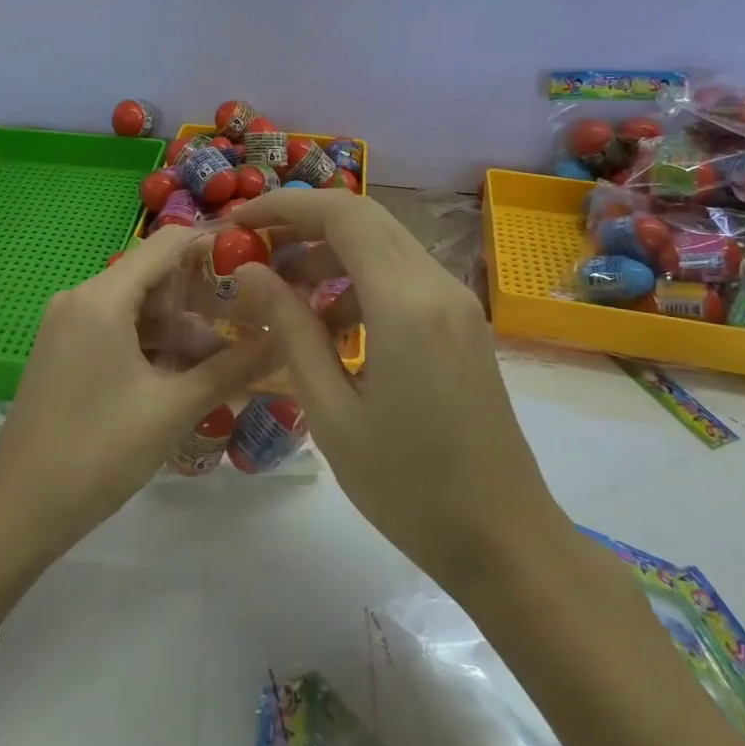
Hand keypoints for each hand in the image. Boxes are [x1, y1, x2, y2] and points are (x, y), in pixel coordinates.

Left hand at [0, 224, 275, 567]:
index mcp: (102, 297)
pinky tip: (187, 374)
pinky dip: (154, 345)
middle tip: (252, 321)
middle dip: (204, 297)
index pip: (168, 244)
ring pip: (138, 308)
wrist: (18, 512)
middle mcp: (81, 298)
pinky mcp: (65, 352)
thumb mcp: (173, 408)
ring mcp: (69, 325)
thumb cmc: (98, 452)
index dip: (214, 247)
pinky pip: (118, 331)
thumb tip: (283, 338)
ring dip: (182, 328)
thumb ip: (232, 368)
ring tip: (229, 358)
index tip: (258, 266)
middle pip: (154, 276)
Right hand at [232, 189, 569, 599]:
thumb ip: (290, 329)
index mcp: (405, 303)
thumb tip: (250, 272)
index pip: (342, 214)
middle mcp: (437, 285)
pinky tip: (330, 327)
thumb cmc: (408, 487)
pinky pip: (403, 276)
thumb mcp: (330, 411)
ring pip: (384, 244)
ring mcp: (457, 302)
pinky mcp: (463, 322)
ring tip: (282, 292)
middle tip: (253, 248)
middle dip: (303, 222)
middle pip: (365, 217)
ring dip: (330, 253)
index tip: (239, 223)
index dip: (285, 206)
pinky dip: (358, 281)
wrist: (505, 540)